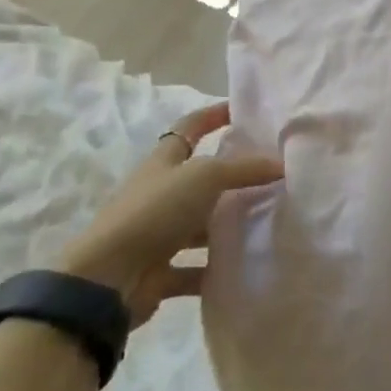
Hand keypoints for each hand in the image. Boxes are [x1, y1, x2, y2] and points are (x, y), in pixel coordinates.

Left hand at [59, 103, 281, 326]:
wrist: (107, 278)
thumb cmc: (154, 211)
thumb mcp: (204, 177)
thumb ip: (245, 168)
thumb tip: (282, 164)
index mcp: (164, 162)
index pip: (190, 127)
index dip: (213, 115)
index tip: (243, 111)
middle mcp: (160, 193)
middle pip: (201, 179)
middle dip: (234, 176)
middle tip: (274, 174)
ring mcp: (159, 234)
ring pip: (202, 225)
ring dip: (230, 225)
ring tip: (272, 221)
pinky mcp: (160, 271)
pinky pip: (197, 268)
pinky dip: (219, 268)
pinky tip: (248, 266)